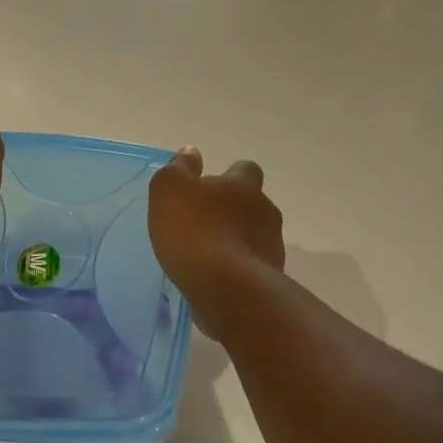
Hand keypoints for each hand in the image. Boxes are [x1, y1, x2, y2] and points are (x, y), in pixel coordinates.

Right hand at [149, 147, 284, 323]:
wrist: (229, 290)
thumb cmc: (196, 233)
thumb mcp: (170, 191)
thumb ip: (179, 169)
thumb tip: (191, 152)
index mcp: (244, 185)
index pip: (245, 169)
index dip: (230, 175)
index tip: (210, 187)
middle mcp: (265, 212)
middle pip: (252, 205)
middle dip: (232, 212)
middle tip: (204, 224)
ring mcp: (272, 246)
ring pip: (253, 237)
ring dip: (235, 242)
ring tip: (208, 256)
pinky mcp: (270, 279)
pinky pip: (251, 267)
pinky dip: (237, 269)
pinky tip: (216, 280)